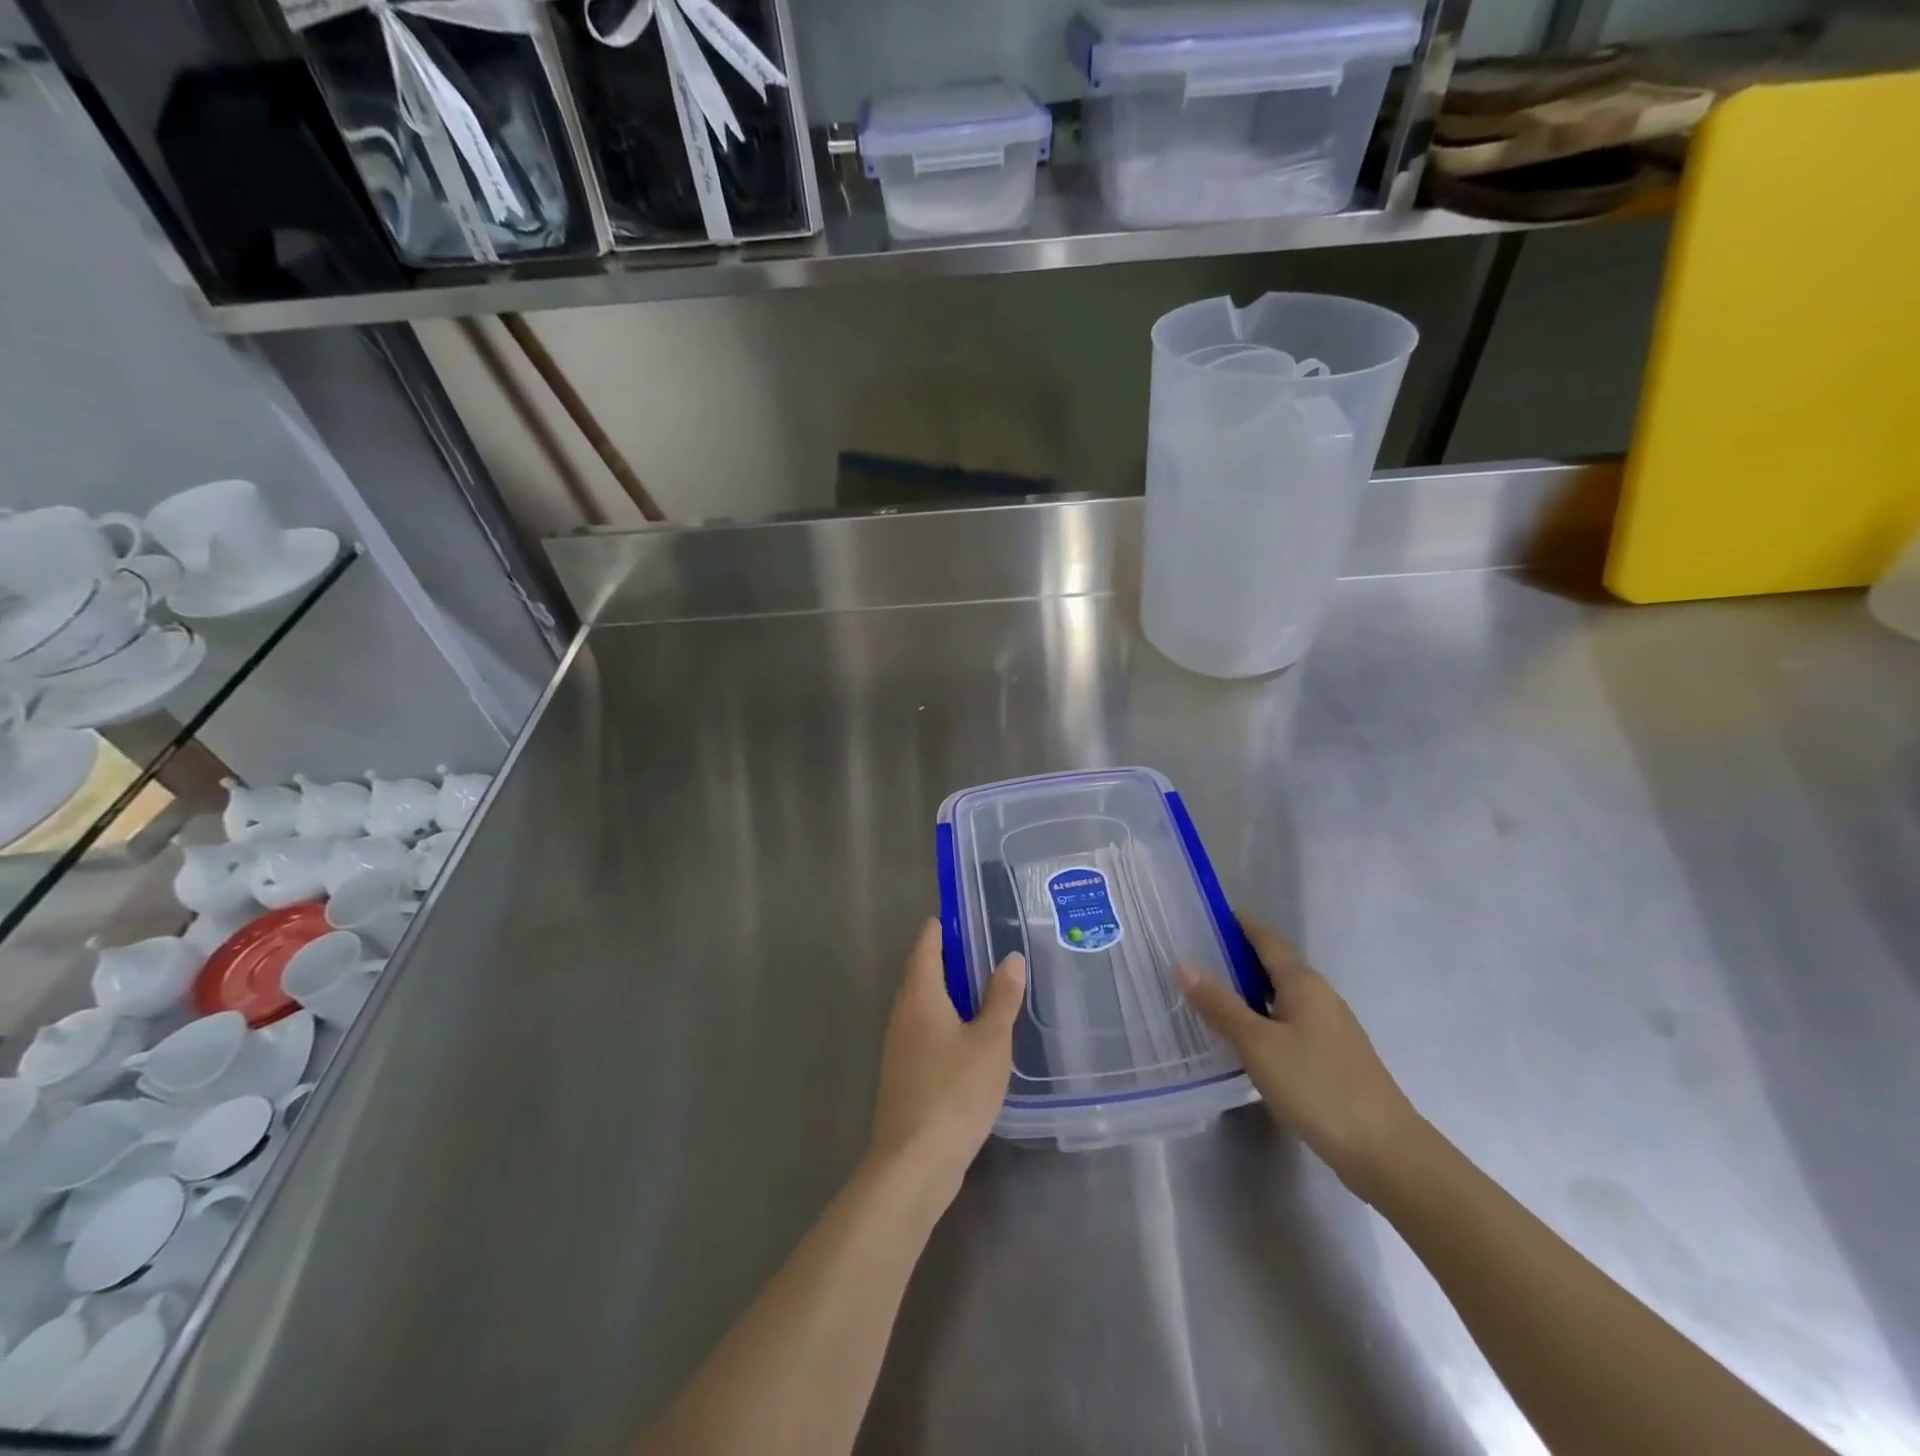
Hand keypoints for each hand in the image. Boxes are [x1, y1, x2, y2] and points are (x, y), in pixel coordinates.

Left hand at [867, 919, 1024, 1203]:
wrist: (913, 1163)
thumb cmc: (953, 1092)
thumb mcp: (990, 1041)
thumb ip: (1001, 999)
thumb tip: (1010, 958)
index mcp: (919, 996)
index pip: (926, 945)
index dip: (943, 927)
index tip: (966, 914)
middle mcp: (903, 1014)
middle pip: (923, 972)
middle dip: (951, 958)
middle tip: (988, 948)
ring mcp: (900, 1046)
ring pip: (925, 1004)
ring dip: (951, 992)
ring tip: (987, 988)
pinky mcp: (906, 1074)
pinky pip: (927, 1031)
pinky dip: (948, 1021)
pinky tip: (974, 1036)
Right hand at [1179, 919, 1423, 1201]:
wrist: (1385, 1151)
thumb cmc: (1316, 1086)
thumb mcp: (1257, 1044)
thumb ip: (1220, 1004)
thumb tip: (1184, 963)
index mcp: (1302, 982)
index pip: (1266, 938)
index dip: (1238, 923)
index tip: (1205, 914)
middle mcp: (1319, 995)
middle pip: (1274, 963)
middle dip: (1237, 955)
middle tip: (1194, 954)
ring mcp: (1330, 1027)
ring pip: (1281, 994)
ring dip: (1248, 987)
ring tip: (1210, 992)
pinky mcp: (1332, 1056)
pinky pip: (1289, 1019)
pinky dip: (1262, 1015)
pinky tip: (1244, 1036)